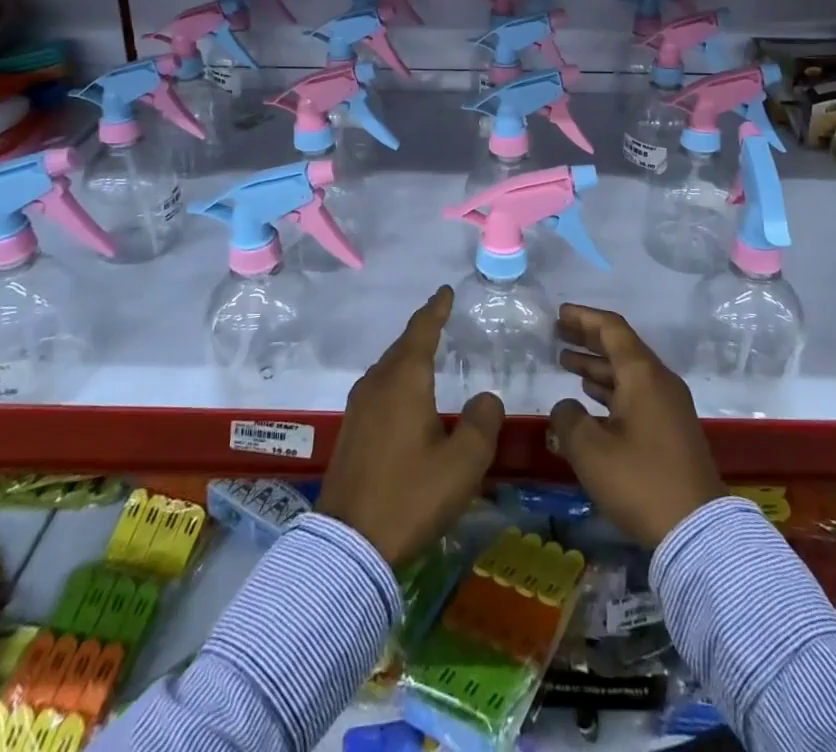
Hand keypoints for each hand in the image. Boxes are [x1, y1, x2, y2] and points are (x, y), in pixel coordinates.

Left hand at [319, 286, 504, 566]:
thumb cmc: (410, 496)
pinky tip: (405, 397)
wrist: (348, 545)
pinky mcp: (350, 431)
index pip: (422, 330)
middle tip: (440, 319)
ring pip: (387, 368)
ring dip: (407, 356)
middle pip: (402, 346)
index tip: (444, 291)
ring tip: (426, 355)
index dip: (435, 309)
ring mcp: (358, 407)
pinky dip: (396, 379)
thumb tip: (486, 397)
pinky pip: (379, 388)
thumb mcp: (463, 464)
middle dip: (421, 331)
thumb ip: (482, 423)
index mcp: (404, 380)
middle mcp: (377, 383)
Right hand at [549, 304, 725, 549]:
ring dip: (597, 366)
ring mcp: (669, 406)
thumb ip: (568, 420)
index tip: (559, 314)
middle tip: (558, 333)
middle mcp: (659, 381)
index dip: (584, 318)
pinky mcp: (672, 430)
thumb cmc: (641, 481)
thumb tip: (566, 407)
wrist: (698, 531)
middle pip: (621, 347)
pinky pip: (636, 394)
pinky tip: (591, 398)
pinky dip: (611, 389)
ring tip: (566, 362)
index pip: (612, 329)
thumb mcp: (591, 451)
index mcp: (642, 374)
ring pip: (628, 373)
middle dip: (588, 339)